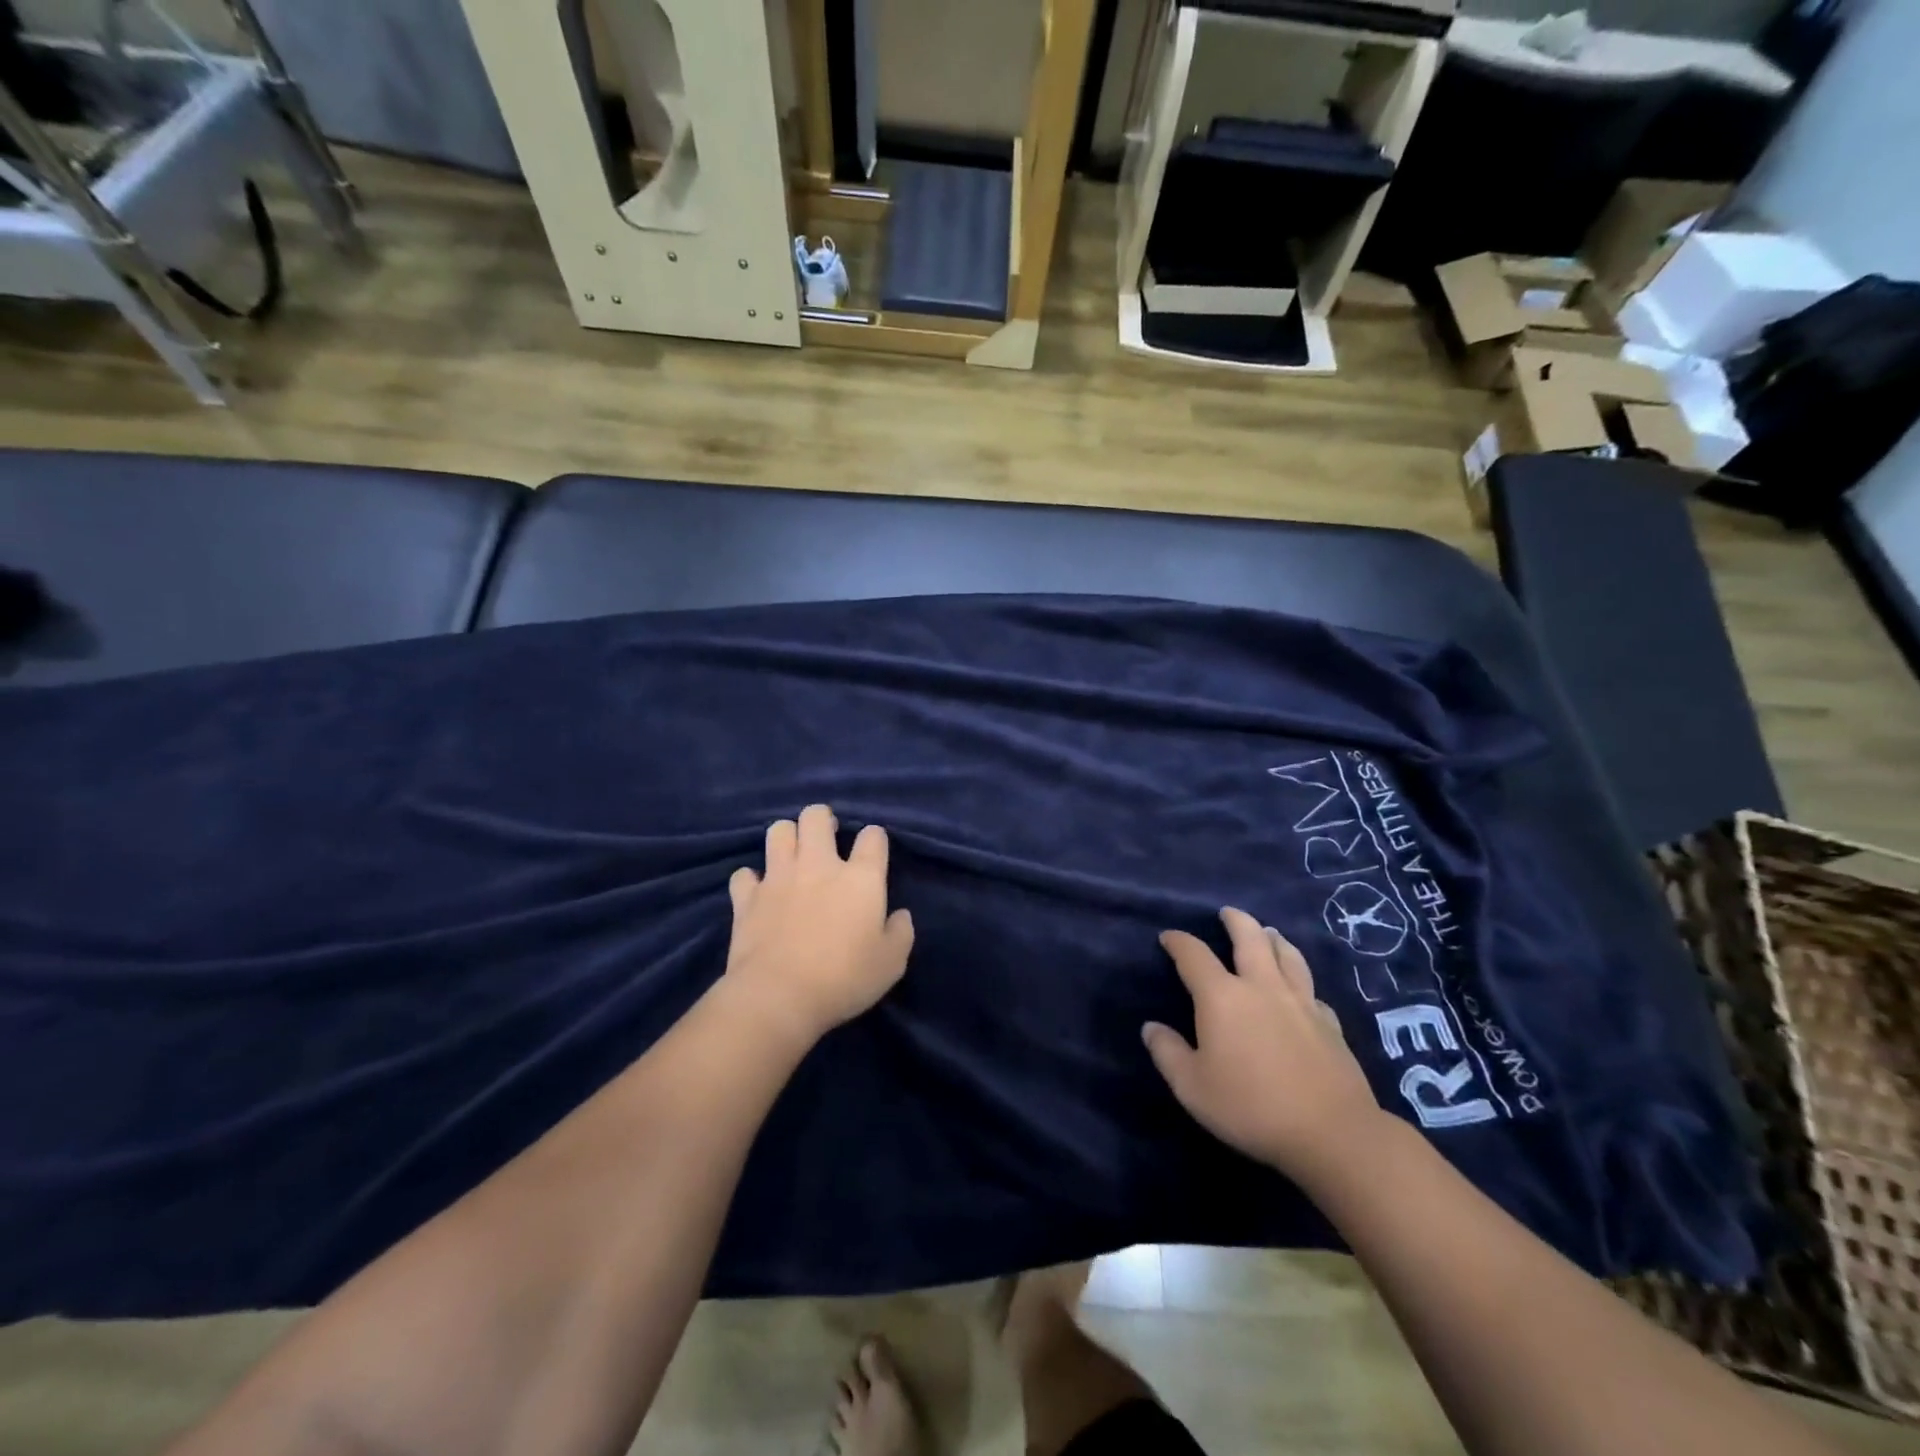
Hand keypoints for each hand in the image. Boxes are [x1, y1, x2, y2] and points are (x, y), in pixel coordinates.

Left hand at [723, 805, 914, 1044]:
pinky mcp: (747, 898)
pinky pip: (744, 874)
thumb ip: (901, 933)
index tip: (873, 852)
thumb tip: (900, 915)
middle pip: (816, 816)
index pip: (873, 836)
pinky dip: (751, 880)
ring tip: (793, 856)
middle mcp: (818, 865)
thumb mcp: (891, 963)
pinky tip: (759, 892)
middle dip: (822, 819)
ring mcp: (778, 877)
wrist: (779, 997)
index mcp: (860, 878)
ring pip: (778, 831)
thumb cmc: (844, 979)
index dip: (874, 839)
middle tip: (827, 838)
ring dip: (787, 838)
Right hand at [1143, 906, 1384, 1183]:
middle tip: (1227, 913)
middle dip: (1235, 920)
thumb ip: (1168, 1053)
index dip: (1178, 942)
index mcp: (1222, 997)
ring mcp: (1301, 1002)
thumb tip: (1151, 1028)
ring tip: (1268, 933)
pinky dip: (1301, 983)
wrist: (1332, 1133)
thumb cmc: (1251, 1107)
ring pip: (1288, 955)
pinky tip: (1301, 991)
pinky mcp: (1330, 1023)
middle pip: (1250, 937)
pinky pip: (1312, 991)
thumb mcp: (1192, 1087)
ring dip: (1274, 939)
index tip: (1168, 937)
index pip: (1194, 955)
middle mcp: (1262, 987)